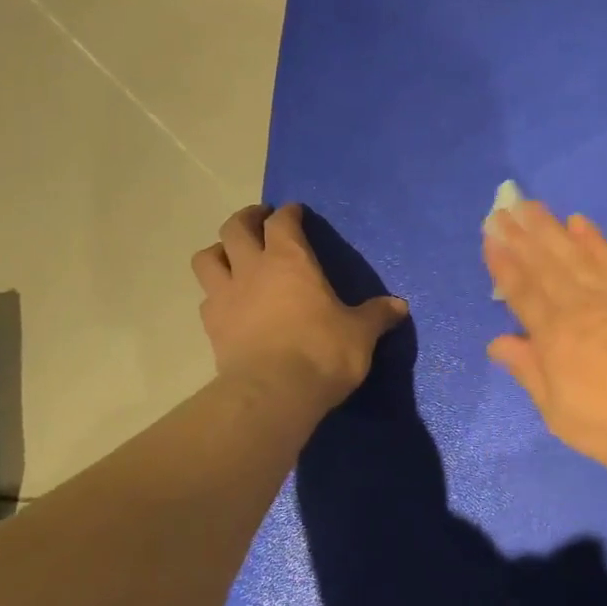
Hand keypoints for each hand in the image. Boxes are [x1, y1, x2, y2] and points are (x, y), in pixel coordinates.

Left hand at [192, 204, 408, 407]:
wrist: (273, 393)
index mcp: (291, 261)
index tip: (296, 212)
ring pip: (207, 257)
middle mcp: (252, 269)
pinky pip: (207, 298)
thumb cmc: (322, 352)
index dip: (289, 213)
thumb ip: (377, 315)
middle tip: (259, 220)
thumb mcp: (360, 333)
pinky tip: (229, 302)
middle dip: (247, 218)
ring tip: (232, 256)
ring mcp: (226, 297)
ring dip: (219, 250)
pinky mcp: (212, 327)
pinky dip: (216, 293)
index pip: (283, 223)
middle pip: (235, 228)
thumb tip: (399, 306)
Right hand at [484, 199, 606, 486]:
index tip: (490, 237)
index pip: (522, 292)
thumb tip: (497, 341)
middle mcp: (577, 307)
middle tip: (502, 209)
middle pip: (543, 265)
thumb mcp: (559, 413)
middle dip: (520, 236)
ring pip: (573, 254)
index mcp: (553, 337)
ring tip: (530, 206)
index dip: (503, 264)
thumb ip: (528, 371)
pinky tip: (579, 222)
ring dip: (549, 229)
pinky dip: (594, 239)